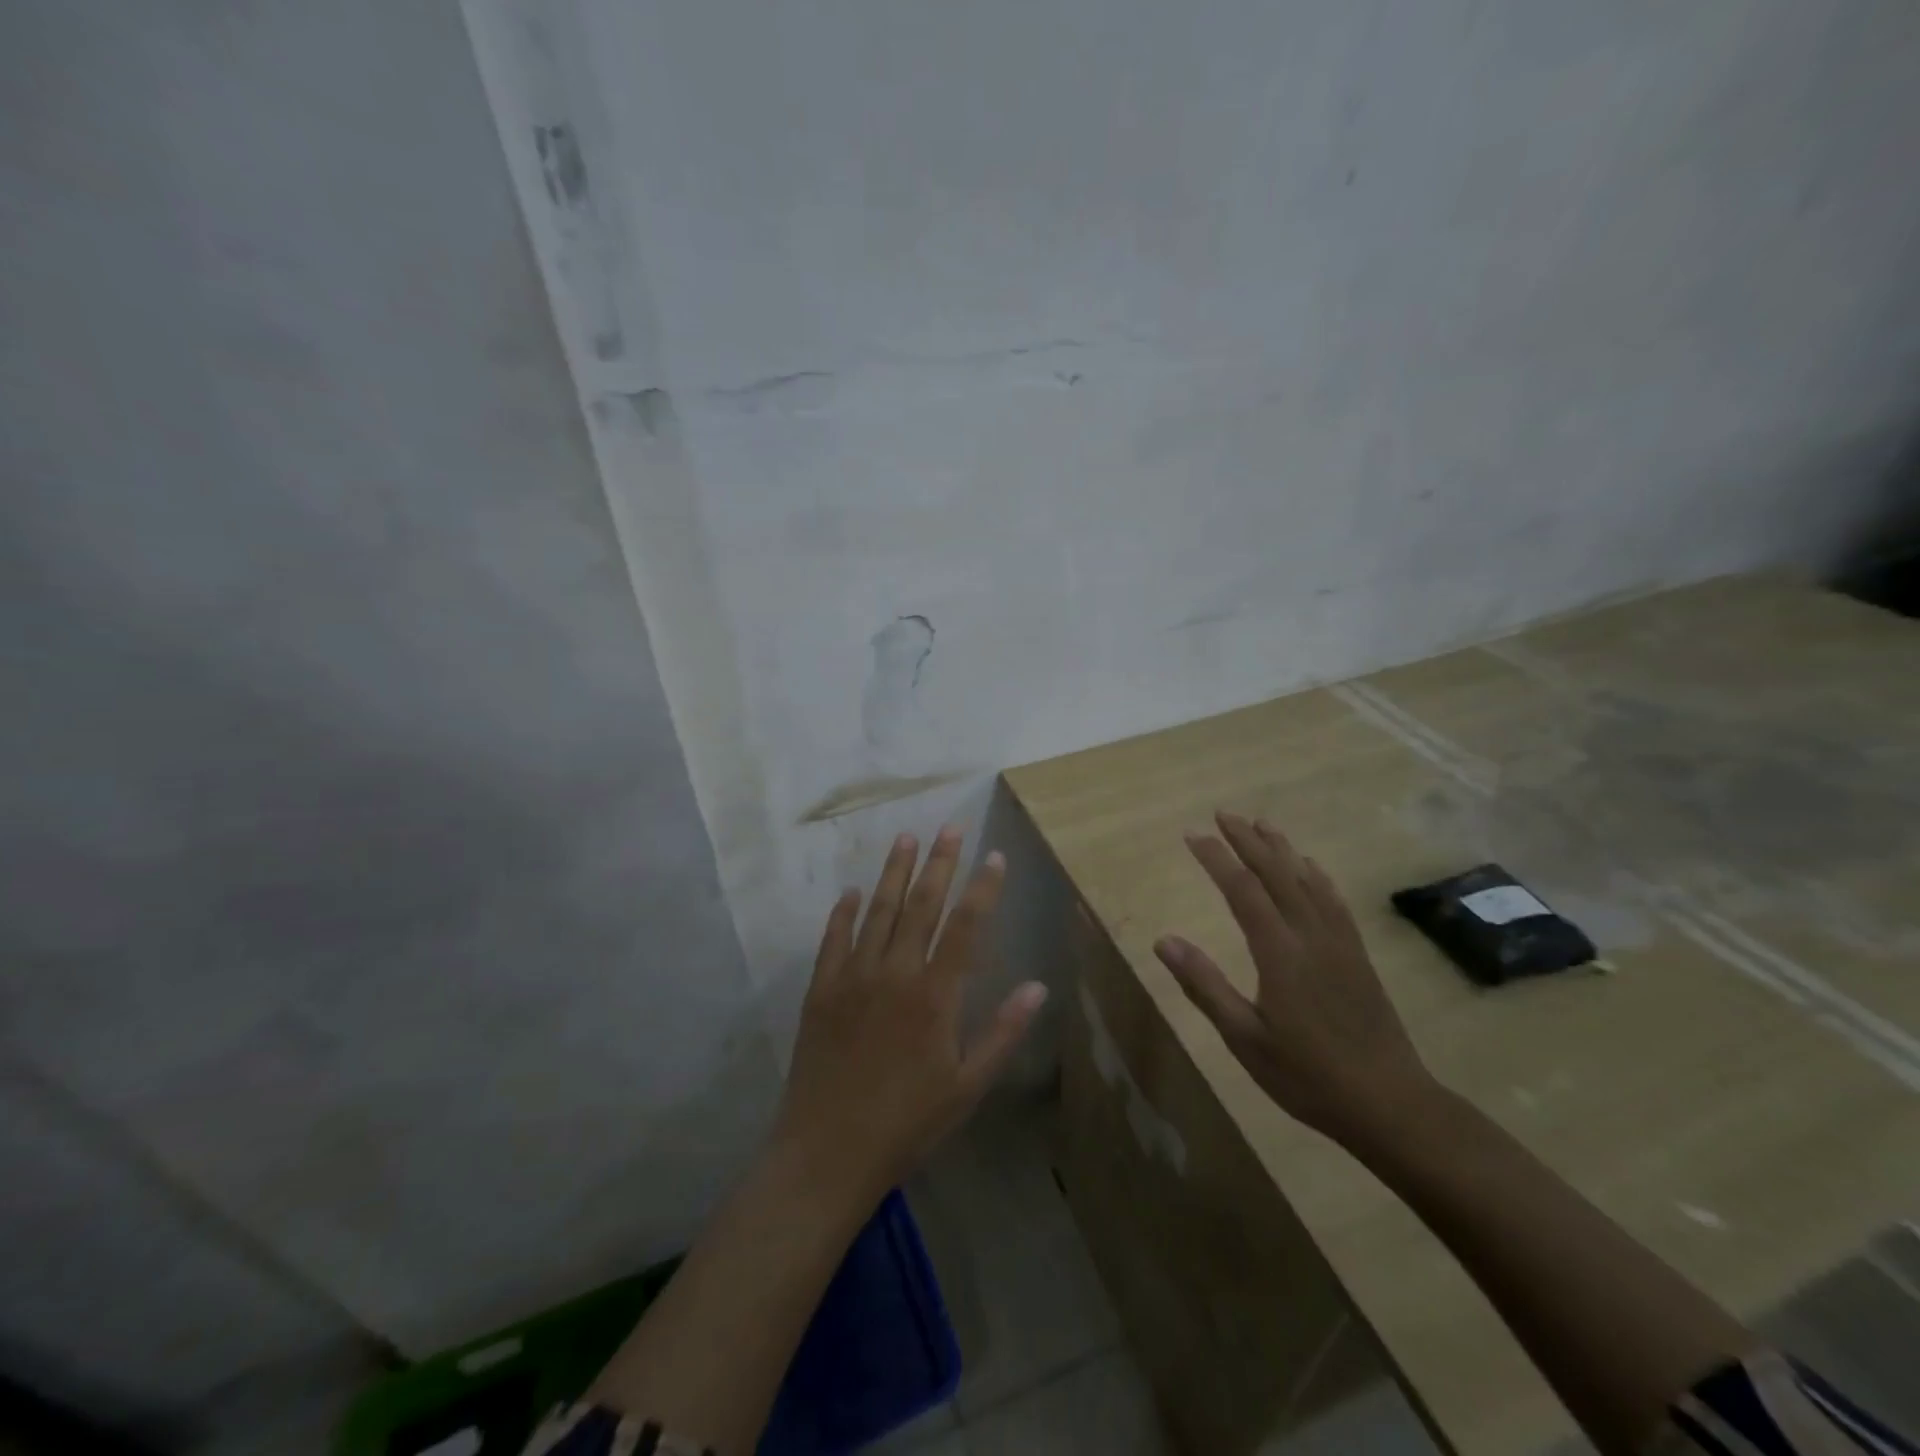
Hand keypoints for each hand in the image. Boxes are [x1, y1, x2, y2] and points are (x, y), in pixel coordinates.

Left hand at [773, 826, 1048, 1206]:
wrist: (827, 1152)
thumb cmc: (907, 1123)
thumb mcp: (967, 1087)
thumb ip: (1002, 1032)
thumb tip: (1037, 986)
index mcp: (935, 996)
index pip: (966, 927)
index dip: (982, 889)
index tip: (993, 856)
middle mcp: (895, 973)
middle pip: (921, 905)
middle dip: (939, 863)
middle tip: (951, 826)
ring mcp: (853, 977)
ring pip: (878, 911)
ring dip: (894, 872)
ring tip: (906, 838)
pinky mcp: (821, 989)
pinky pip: (833, 939)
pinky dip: (844, 912)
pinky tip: (852, 891)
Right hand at [1154, 811, 1435, 1147]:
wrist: (1391, 1104)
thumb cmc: (1308, 1076)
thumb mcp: (1245, 1038)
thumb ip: (1205, 985)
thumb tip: (1165, 940)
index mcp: (1279, 952)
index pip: (1242, 889)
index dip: (1216, 858)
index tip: (1193, 835)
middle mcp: (1310, 935)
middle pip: (1276, 874)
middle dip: (1247, 840)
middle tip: (1223, 814)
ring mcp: (1339, 943)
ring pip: (1307, 881)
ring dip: (1281, 849)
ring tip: (1262, 824)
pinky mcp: (1357, 956)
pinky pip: (1334, 902)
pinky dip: (1317, 876)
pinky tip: (1311, 867)